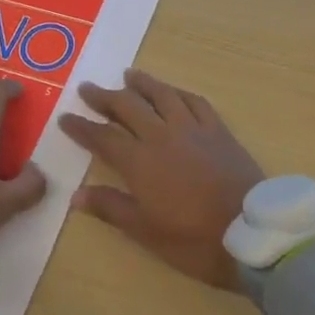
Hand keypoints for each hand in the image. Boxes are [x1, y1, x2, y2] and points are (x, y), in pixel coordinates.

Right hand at [60, 70, 265, 290]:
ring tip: (128, 74)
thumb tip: (76, 195)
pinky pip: (195, 101)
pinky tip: (174, 91)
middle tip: (88, 88)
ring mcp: (192, 128)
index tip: (65, 118)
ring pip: (162, 95)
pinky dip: (179, 92)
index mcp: (140, 162)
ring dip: (142, 83)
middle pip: (128, 107)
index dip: (82, 127)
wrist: (249, 231)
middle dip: (105, 97)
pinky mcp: (218, 129)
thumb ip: (111, 208)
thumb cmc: (194, 239)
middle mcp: (162, 135)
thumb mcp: (146, 232)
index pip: (103, 138)